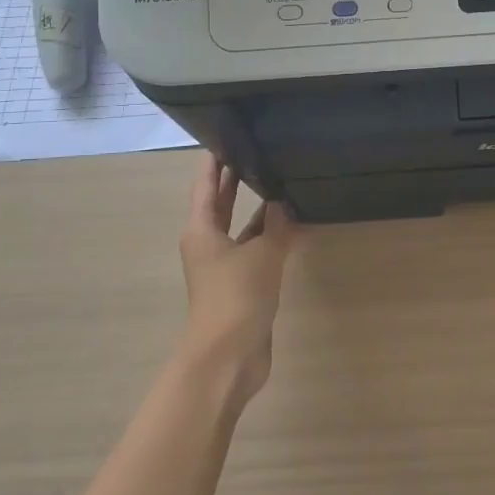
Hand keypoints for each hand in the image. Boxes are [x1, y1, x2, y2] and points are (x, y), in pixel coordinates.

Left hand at [178, 156, 297, 404]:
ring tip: (279, 182)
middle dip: (234, 181)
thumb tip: (283, 201)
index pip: (206, 187)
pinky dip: (271, 237)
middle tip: (254, 152)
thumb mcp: (261, 254)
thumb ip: (275, 225)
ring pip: (241, 229)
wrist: (229, 356)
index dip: (214, 163)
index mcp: (201, 231)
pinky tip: (292, 225)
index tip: (225, 137)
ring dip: (257, 210)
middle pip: (220, 205)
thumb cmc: (236, 297)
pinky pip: (256, 250)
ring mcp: (225, 267)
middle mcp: (209, 245)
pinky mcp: (242, 286)